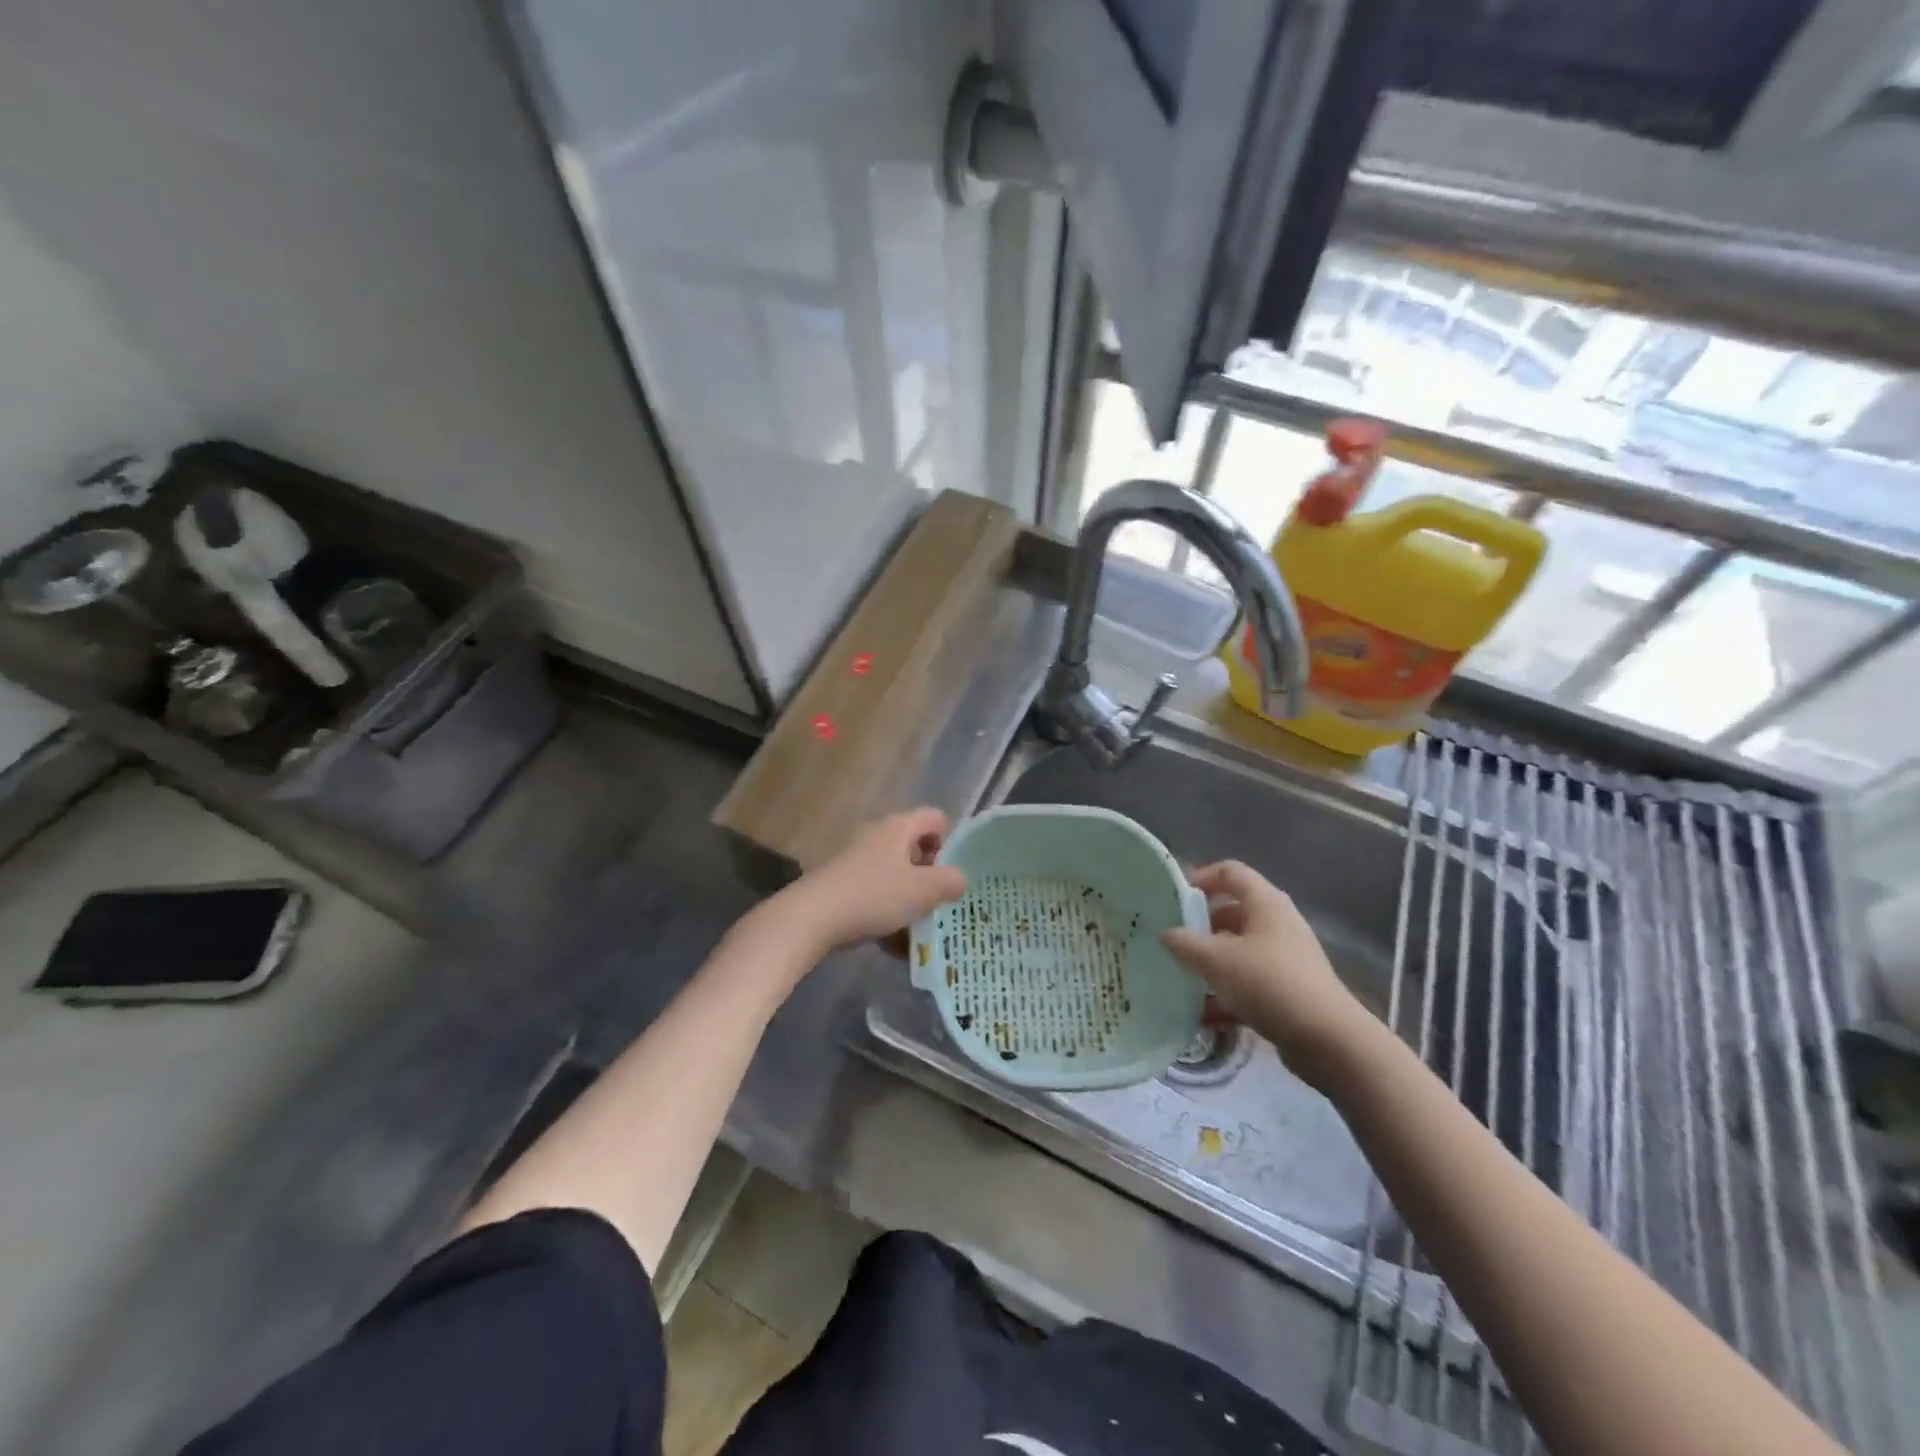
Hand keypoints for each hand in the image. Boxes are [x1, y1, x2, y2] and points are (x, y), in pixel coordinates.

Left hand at [776, 808, 966, 955]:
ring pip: (896, 870)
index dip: (951, 840)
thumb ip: (950, 881)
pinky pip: (877, 889)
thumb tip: (959, 879)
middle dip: (931, 872)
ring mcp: (857, 857)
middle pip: (916, 845)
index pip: (936, 818)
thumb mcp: (922, 891)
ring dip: (910, 893)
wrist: (811, 917)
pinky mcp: (843, 881)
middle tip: (941, 899)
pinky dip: (888, 906)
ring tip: (919, 922)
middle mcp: (878, 834)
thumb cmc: (873, 896)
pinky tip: (892, 935)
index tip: (953, 872)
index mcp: (899, 827)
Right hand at [1161, 861, 1371, 1083]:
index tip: (1175, 898)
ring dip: (1211, 961)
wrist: (1328, 1041)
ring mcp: (1286, 958)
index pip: (1231, 872)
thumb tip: (1164, 933)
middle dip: (1201, 926)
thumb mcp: (1217, 960)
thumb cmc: (1270, 984)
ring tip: (1182, 977)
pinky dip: (1226, 991)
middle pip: (1233, 912)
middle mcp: (1278, 924)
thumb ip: (1185, 944)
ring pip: (1239, 950)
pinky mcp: (1288, 991)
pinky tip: (1202, 1013)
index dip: (1202, 877)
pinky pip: (1249, 982)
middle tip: (1173, 941)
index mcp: (1266, 903)